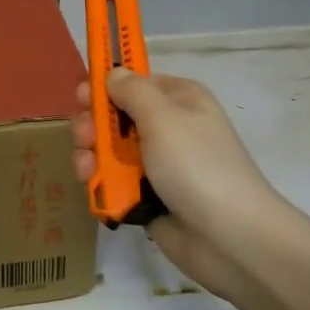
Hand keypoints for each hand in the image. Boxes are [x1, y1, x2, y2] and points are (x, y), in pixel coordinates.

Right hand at [70, 69, 284, 302]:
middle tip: (84, 139)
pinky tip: (94, 189)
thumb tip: (114, 73)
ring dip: (92, 157)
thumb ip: (132, 91)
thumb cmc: (196, 165)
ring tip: (87, 171)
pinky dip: (102, 184)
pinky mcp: (149, 196)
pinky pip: (116, 182)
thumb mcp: (163, 117)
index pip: (135, 83)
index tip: (81, 97)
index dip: (106, 87)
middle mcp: (169, 128)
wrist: (228, 236)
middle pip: (117, 117)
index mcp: (179, 99)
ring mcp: (158, 164)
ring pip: (111, 152)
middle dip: (93, 126)